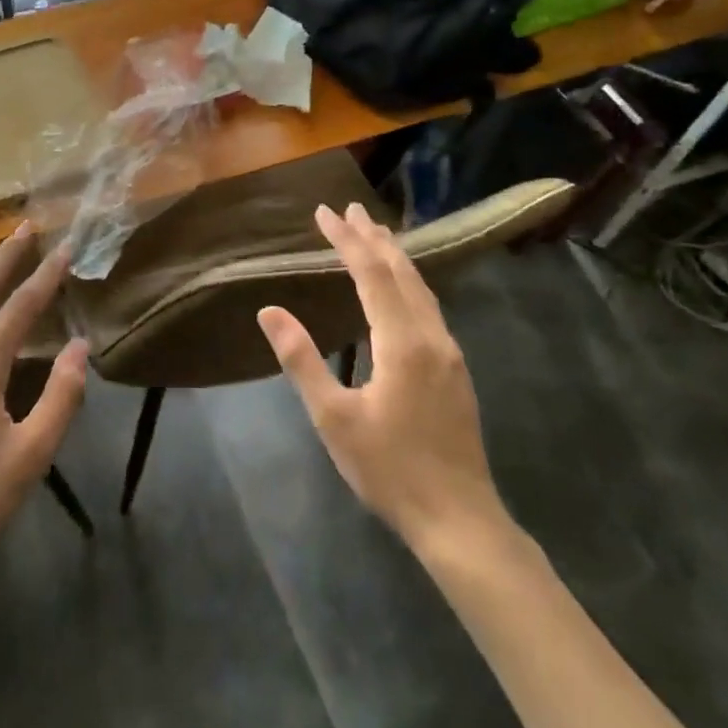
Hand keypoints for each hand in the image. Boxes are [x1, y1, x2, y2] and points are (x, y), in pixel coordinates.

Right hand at [256, 203, 514, 556]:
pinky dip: (408, 281)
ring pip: (421, 288)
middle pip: (401, 271)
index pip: (371, 273)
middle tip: (350, 209)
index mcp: (402, 341)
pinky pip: (429, 306)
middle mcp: (431, 336)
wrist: (459, 519)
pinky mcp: (455, 369)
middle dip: (373, 237)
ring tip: (375, 233)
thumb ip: (301, 360)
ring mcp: (449, 352)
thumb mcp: (333, 418)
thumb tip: (269, 311)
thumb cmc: (389, 469)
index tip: (324, 213)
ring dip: (395, 257)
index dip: (346, 240)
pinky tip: (401, 288)